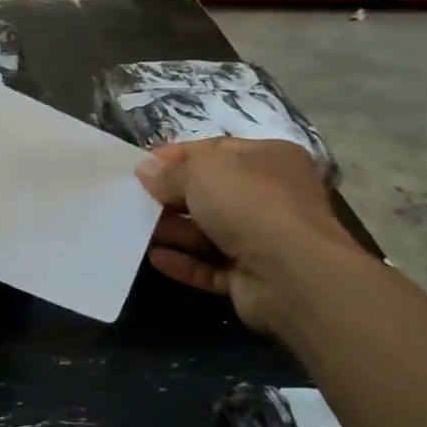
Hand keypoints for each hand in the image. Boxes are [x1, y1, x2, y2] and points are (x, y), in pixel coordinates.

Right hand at [135, 138, 363, 338]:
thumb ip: (171, 172)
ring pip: (209, 231)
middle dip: (172, 195)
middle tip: (134, 198)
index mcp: (269, 159)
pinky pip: (211, 266)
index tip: (142, 164)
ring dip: (174, 229)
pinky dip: (184, 262)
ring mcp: (264, 239)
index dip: (177, 156)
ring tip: (135, 227)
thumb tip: (146, 171)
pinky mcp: (252, 277)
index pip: (216, 150)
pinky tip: (154, 257)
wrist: (293, 274)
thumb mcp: (202, 172)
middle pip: (211, 192)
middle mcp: (271, 196)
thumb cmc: (250, 204)